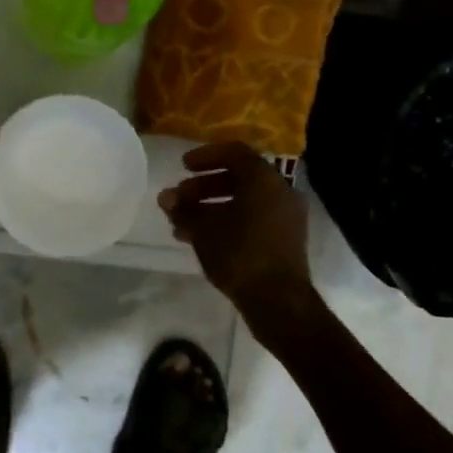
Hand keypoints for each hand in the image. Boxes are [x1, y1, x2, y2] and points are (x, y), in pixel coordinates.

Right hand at [159, 142, 315, 327]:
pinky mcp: (286, 239)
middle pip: (239, 177)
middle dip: (205, 186)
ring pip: (245, 201)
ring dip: (213, 206)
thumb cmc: (239, 254)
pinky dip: (229, 221)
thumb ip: (183, 209)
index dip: (205, 156)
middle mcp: (281, 191)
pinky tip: (202, 239)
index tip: (183, 167)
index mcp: (264, 179)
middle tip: (180, 198)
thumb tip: (166, 197)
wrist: (278, 300)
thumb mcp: (204, 228)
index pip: (234, 152)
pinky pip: (253, 219)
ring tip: (183, 224)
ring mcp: (286, 216)